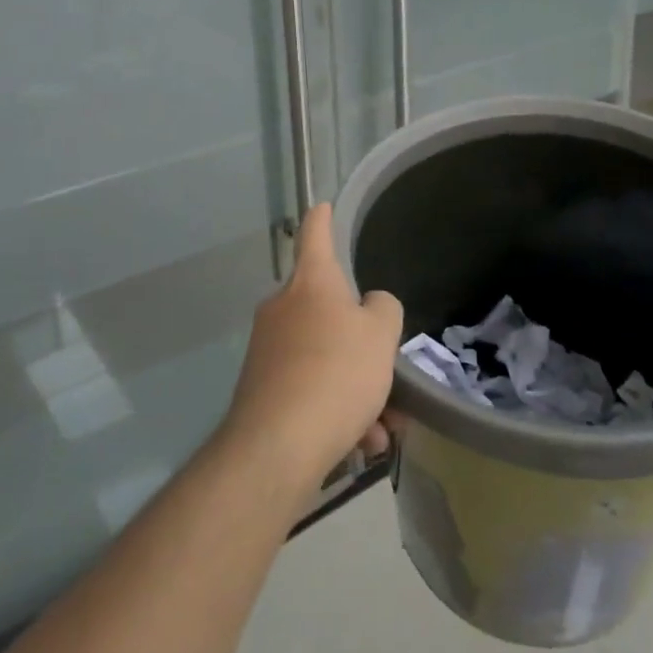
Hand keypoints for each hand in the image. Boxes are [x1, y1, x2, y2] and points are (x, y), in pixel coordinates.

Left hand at [221, 204, 402, 493]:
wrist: (277, 447)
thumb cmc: (336, 373)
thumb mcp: (381, 334)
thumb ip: (384, 309)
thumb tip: (370, 307)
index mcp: (311, 283)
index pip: (315, 235)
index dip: (322, 218)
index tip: (322, 205)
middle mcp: (283, 308)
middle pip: (330, 312)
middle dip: (363, 347)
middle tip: (390, 379)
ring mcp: (268, 350)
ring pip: (326, 359)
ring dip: (358, 390)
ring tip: (383, 430)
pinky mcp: (262, 390)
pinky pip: (311, 390)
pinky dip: (337, 412)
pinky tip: (360, 444)